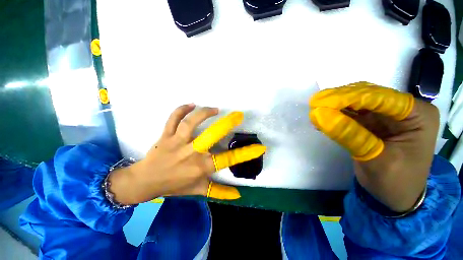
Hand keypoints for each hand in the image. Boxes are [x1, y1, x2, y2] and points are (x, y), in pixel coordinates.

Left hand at [109, 104, 265, 204]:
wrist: (145, 181)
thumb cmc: (174, 185)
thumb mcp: (198, 190)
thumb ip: (219, 192)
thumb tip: (239, 194)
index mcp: (201, 167)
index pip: (228, 159)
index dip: (246, 154)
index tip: (260, 147)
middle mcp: (191, 153)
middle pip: (211, 135)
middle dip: (227, 123)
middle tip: (238, 115)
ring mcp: (177, 142)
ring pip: (191, 122)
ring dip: (204, 112)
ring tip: (215, 109)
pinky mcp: (165, 135)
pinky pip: (173, 118)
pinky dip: (181, 109)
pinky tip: (191, 104)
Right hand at [309, 82, 438, 212]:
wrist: (396, 197)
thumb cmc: (395, 182)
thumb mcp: (374, 159)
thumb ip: (348, 134)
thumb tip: (318, 114)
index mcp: (418, 115)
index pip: (381, 97)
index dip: (349, 97)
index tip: (321, 101)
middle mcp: (405, 109)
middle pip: (369, 96)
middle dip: (340, 99)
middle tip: (315, 102)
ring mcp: (389, 115)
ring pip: (358, 102)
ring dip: (336, 106)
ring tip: (316, 109)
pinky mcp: (374, 122)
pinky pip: (353, 114)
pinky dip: (337, 115)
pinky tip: (323, 119)